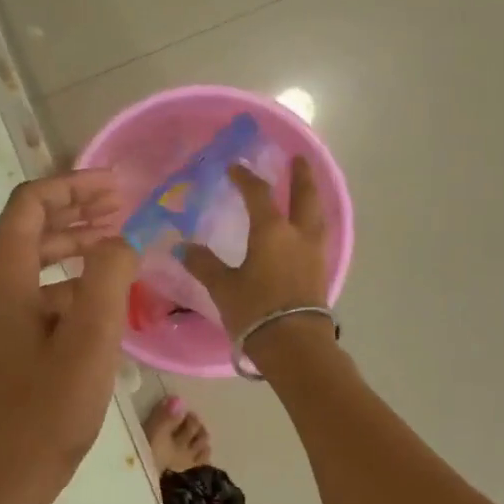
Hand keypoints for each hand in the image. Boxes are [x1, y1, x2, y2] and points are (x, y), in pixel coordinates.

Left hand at [0, 172, 137, 496]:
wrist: (6, 475)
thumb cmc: (49, 405)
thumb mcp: (92, 335)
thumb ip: (109, 274)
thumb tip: (120, 241)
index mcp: (3, 275)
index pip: (31, 203)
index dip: (73, 186)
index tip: (117, 188)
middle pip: (31, 226)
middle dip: (77, 210)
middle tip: (123, 207)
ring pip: (36, 259)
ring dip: (76, 243)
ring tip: (119, 242)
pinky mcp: (7, 339)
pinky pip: (39, 291)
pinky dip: (71, 281)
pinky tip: (105, 295)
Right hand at [181, 157, 334, 356]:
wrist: (294, 345)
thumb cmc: (256, 311)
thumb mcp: (223, 287)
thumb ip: (204, 264)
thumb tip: (182, 248)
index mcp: (272, 231)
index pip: (259, 194)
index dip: (246, 178)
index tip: (236, 167)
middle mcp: (298, 235)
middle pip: (304, 196)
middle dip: (300, 176)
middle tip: (298, 159)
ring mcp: (314, 254)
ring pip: (317, 215)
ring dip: (311, 198)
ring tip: (306, 191)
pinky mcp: (321, 272)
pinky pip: (318, 236)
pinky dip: (312, 223)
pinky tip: (306, 229)